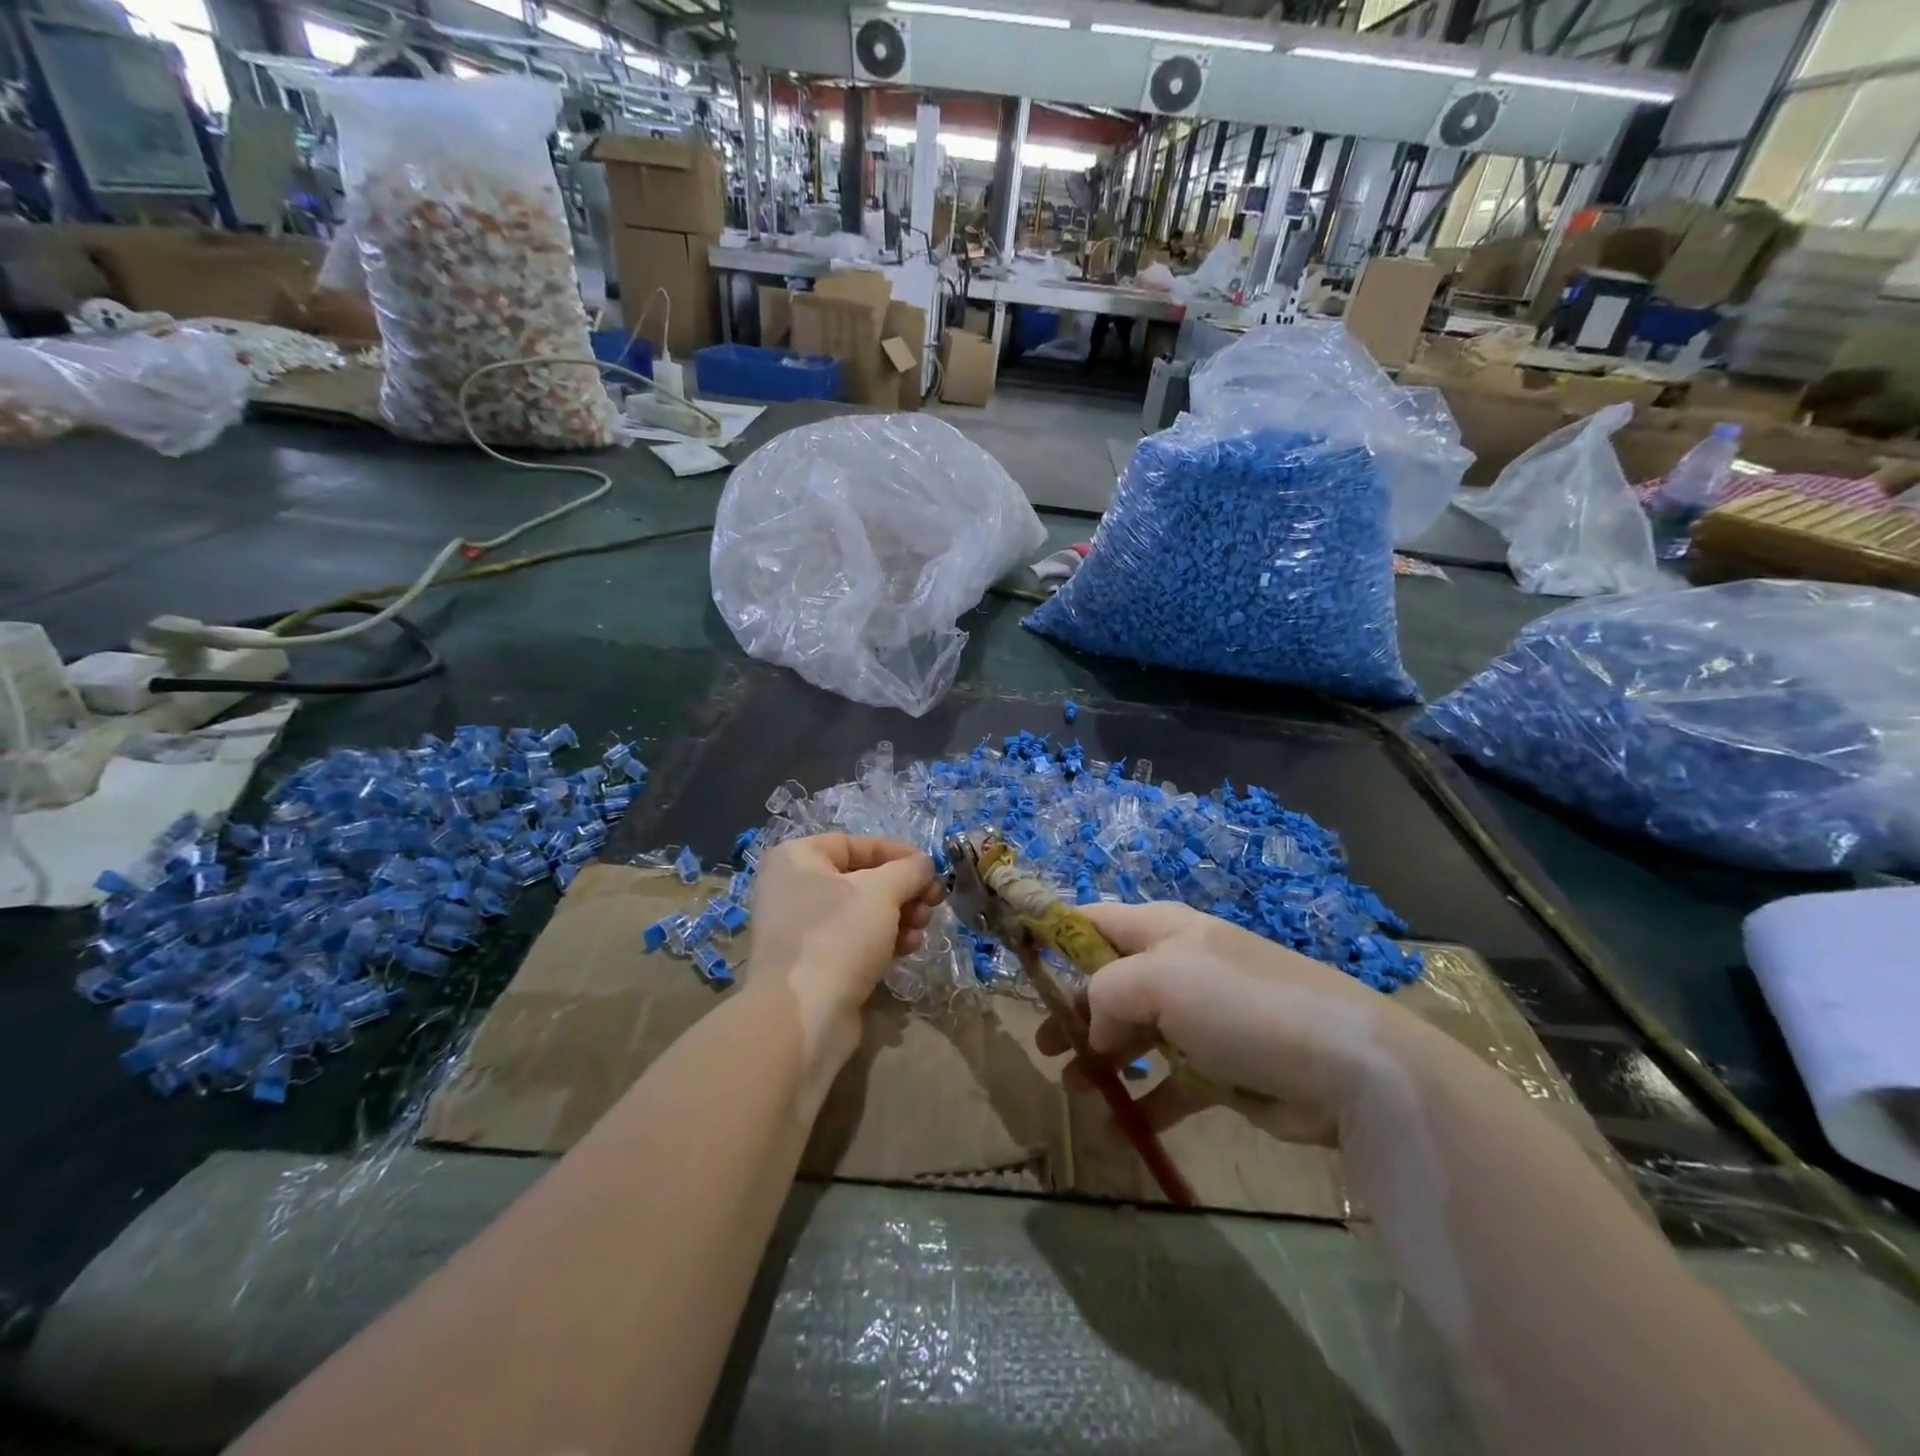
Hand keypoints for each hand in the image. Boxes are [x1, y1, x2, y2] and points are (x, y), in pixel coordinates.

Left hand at [746, 834, 943, 1082]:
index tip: (930, 869)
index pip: (856, 844)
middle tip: (932, 903)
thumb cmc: (838, 936)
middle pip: (862, 879)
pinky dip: (882, 941)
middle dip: (903, 891)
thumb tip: (923, 864)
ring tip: (921, 930)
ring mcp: (800, 929)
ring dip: (899, 917)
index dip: (898, 853)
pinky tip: (907, 949)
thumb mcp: (882, 891)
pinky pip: (853, 941)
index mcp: (796, 858)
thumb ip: (909, 870)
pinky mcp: (812, 964)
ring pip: (861, 912)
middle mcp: (792, 888)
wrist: (802, 1017)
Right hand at [1035, 901, 1427, 1146]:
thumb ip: (1107, 994)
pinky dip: (1144, 1102)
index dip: (1054, 935)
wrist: (1345, 1066)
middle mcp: (1178, 966)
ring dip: (1102, 1059)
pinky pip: (1168, 1083)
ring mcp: (1200, 1018)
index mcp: (1163, 930)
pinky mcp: (1220, 1068)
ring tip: (1075, 1089)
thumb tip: (1096, 1030)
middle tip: (1045, 1046)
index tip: (1017, 962)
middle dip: (1074, 1011)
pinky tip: (1121, 1128)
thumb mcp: (1161, 979)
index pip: (1094, 920)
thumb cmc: (1240, 1003)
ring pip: (1134, 1034)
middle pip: (1109, 982)